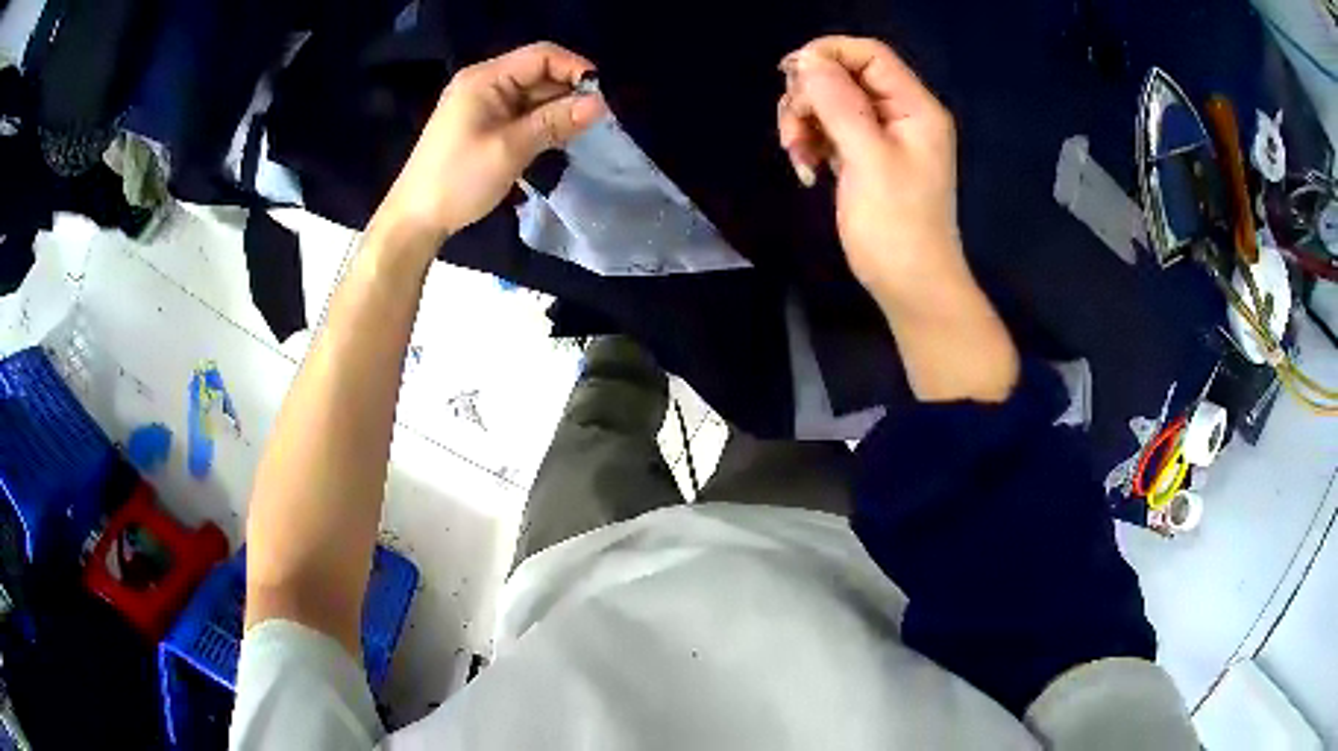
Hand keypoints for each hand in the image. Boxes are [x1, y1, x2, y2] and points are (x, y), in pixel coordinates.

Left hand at [370, 42, 605, 255]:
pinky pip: (522, 113)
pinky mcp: (484, 124)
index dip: (574, 68)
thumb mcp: (511, 148)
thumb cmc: (459, 180)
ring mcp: (483, 104)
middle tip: (594, 122)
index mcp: (485, 79)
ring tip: (579, 134)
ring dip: (558, 110)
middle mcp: (485, 83)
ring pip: (533, 95)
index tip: (601, 97)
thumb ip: (555, 122)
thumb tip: (600, 104)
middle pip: (538, 73)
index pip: (541, 56)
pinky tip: (558, 140)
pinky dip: (542, 123)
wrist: (416, 218)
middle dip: (568, 92)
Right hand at [778, 36, 963, 310]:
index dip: (828, 54)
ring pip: (830, 104)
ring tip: (798, 159)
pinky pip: (830, 131)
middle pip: (843, 77)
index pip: (869, 55)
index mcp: (914, 107)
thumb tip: (806, 60)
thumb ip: (838, 103)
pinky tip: (807, 171)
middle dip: (809, 98)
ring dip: (804, 124)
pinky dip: (812, 144)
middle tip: (792, 134)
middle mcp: (900, 114)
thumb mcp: (867, 158)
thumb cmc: (896, 225)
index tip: (790, 75)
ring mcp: (883, 137)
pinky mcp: (866, 157)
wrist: (910, 286)